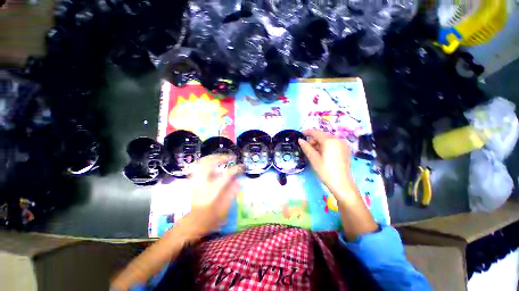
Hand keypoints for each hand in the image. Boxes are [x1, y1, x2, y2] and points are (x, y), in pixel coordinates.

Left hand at [180, 155, 242, 238]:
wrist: (194, 222)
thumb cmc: (211, 217)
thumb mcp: (226, 207)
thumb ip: (232, 192)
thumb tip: (237, 180)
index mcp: (213, 190)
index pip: (227, 174)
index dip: (236, 169)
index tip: (242, 166)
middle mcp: (203, 182)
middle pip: (211, 163)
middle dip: (222, 157)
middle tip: (231, 157)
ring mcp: (196, 181)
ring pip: (202, 162)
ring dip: (213, 157)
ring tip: (222, 157)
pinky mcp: (192, 181)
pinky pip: (198, 166)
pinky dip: (205, 161)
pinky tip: (212, 162)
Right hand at [299, 129, 377, 239]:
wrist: (342, 184)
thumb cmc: (325, 171)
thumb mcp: (314, 158)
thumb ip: (306, 147)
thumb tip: (300, 140)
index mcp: (330, 141)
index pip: (316, 133)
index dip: (308, 132)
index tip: (301, 134)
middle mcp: (338, 140)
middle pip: (322, 136)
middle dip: (313, 140)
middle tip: (307, 148)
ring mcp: (343, 145)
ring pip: (327, 140)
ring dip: (319, 143)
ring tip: (314, 152)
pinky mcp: (345, 150)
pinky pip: (333, 144)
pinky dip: (325, 146)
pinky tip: (322, 154)